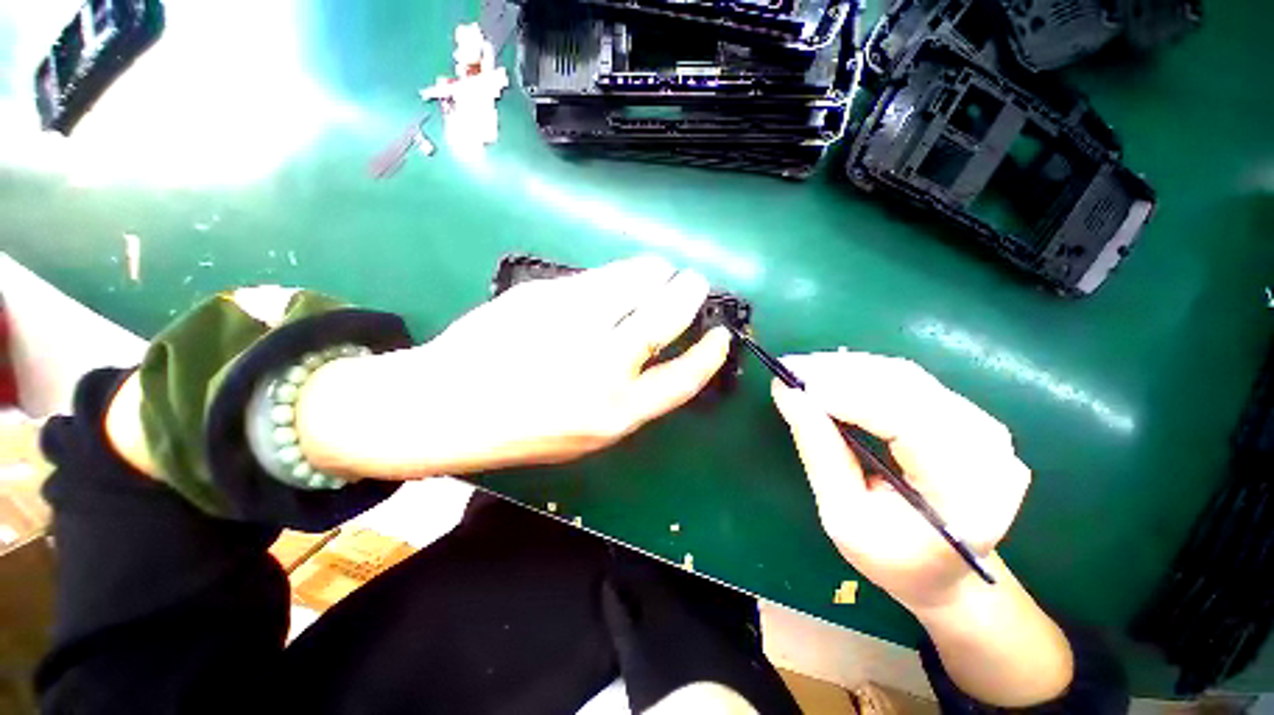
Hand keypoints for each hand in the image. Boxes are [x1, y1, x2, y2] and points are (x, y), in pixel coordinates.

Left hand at [298, 256, 731, 478]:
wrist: (443, 409)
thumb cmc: (521, 428)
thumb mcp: (586, 430)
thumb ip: (627, 394)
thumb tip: (655, 351)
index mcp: (616, 413)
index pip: (684, 379)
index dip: (709, 354)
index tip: (722, 334)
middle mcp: (602, 371)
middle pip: (665, 319)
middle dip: (688, 294)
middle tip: (694, 281)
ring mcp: (573, 329)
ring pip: (635, 285)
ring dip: (656, 272)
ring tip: (660, 269)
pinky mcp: (545, 298)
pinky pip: (597, 278)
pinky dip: (619, 272)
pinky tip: (620, 275)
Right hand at [770, 352, 1030, 611]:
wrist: (946, 573)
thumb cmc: (891, 558)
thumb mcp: (843, 516)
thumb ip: (819, 451)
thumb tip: (787, 393)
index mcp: (967, 493)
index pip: (906, 421)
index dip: (845, 394)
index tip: (791, 380)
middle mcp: (988, 450)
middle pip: (907, 387)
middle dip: (840, 372)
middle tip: (790, 368)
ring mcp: (984, 428)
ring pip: (906, 376)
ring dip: (849, 368)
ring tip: (804, 370)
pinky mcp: (968, 417)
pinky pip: (909, 382)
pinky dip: (864, 374)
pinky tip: (833, 377)